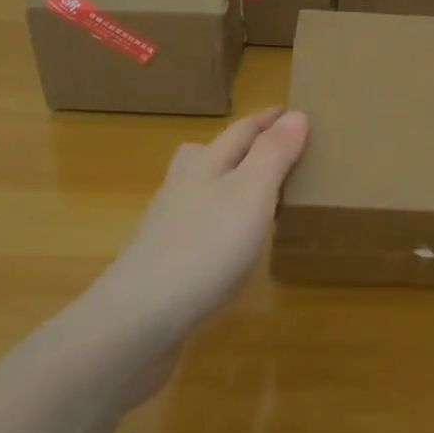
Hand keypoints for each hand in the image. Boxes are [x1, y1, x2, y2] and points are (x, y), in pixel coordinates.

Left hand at [83, 108, 308, 353]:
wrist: (137, 323)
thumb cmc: (204, 248)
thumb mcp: (251, 193)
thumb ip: (273, 154)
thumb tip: (296, 114)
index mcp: (206, 164)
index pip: (242, 130)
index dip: (268, 120)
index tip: (292, 110)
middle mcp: (184, 187)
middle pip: (212, 154)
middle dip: (242, 145)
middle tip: (273, 146)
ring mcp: (169, 227)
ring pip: (200, 189)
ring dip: (227, 182)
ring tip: (254, 192)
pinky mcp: (164, 265)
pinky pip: (198, 227)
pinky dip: (218, 222)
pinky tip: (229, 246)